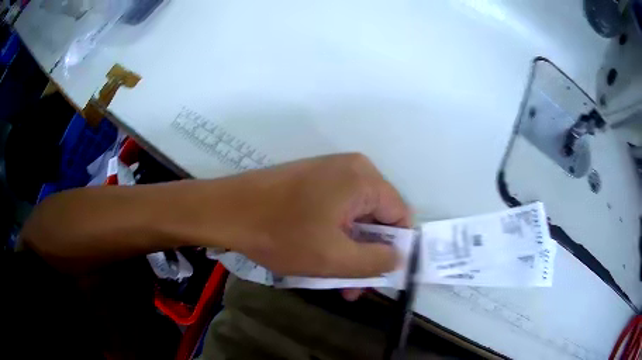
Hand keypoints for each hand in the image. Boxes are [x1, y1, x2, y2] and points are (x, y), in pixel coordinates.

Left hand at [210, 153, 411, 277]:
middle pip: (377, 218)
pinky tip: (321, 259)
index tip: (381, 276)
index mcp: (364, 179)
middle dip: (368, 255)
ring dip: (349, 251)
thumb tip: (399, 258)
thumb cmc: (280, 234)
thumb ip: (375, 262)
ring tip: (335, 283)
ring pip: (355, 219)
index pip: (400, 215)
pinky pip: (336, 211)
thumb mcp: (334, 258)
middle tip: (353, 288)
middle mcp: (352, 169)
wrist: (226, 211)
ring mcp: (329, 172)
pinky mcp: (312, 180)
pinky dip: (334, 236)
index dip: (396, 249)